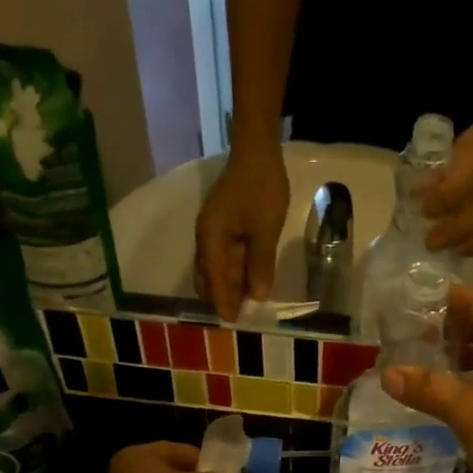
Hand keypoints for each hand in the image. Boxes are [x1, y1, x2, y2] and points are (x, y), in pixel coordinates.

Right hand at [194, 145, 290, 319]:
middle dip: (221, 296)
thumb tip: (257, 296)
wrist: (258, 151)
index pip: (213, 277)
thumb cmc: (261, 189)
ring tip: (246, 305)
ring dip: (229, 285)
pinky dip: (235, 271)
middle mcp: (207, 237)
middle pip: (209, 276)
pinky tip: (250, 281)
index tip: (231, 322)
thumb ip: (260, 264)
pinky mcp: (225, 226)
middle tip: (239, 317)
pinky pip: (226, 256)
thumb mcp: (265, 230)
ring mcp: (215, 231)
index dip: (222, 300)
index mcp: (210, 237)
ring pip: (218, 267)